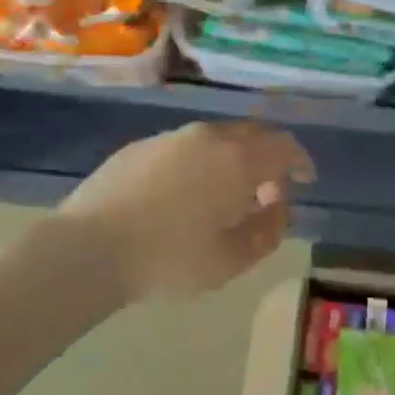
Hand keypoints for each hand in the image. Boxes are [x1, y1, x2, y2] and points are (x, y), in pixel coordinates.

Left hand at [57, 121, 314, 300]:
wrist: (88, 248)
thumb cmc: (169, 258)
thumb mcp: (231, 259)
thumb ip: (267, 231)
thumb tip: (277, 207)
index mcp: (237, 158)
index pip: (283, 146)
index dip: (300, 161)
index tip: (305, 179)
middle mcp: (207, 136)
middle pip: (251, 135)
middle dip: (268, 158)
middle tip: (269, 191)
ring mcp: (170, 137)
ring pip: (216, 139)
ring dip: (232, 160)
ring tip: (227, 196)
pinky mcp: (140, 146)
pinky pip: (185, 147)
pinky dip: (201, 163)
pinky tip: (186, 195)